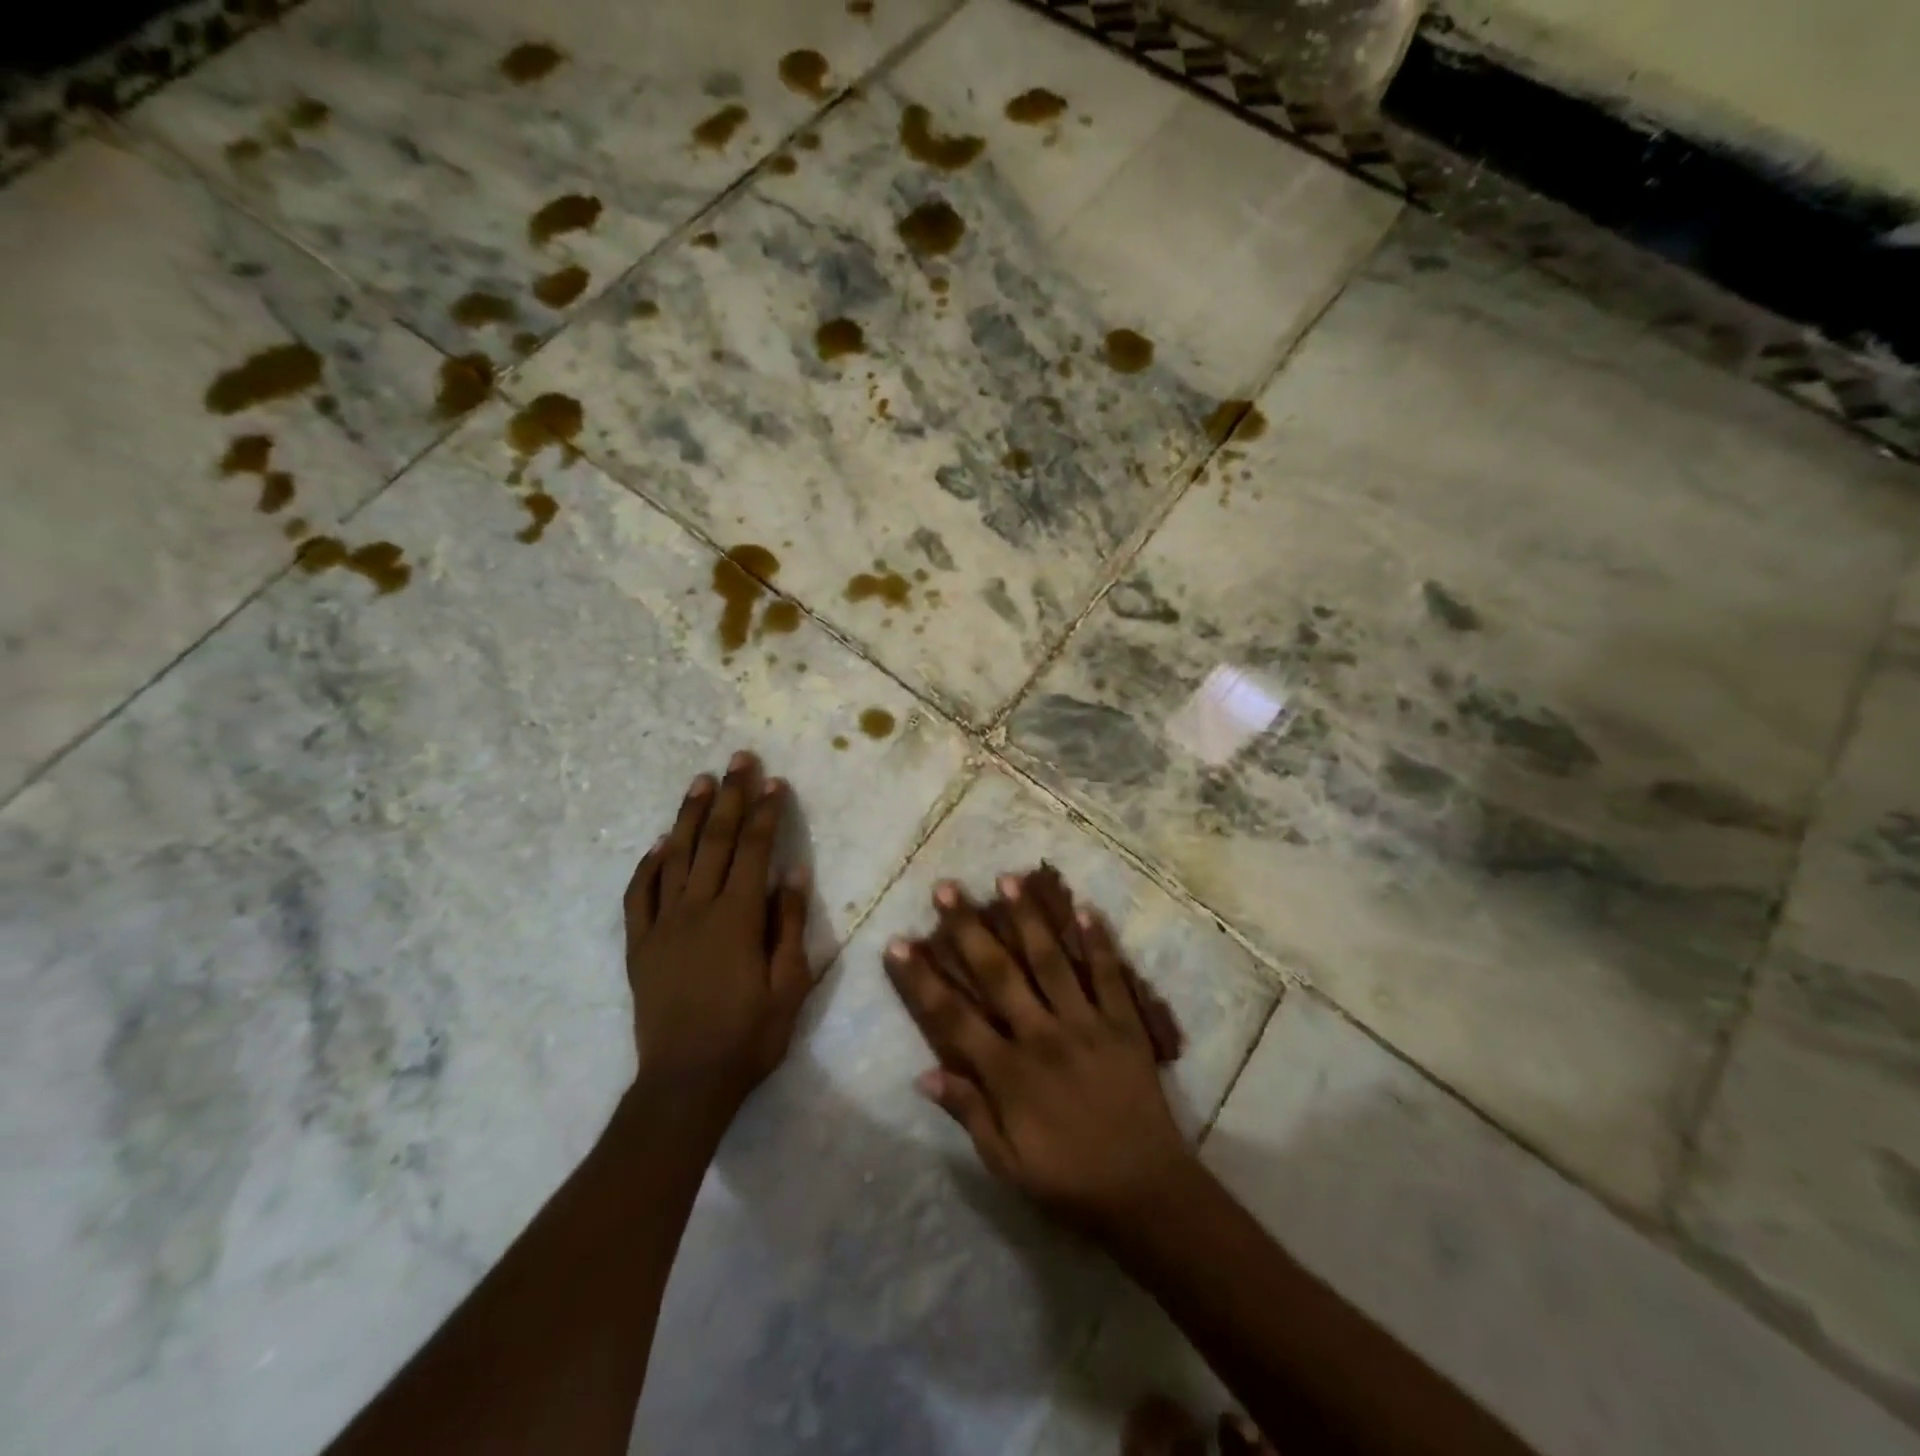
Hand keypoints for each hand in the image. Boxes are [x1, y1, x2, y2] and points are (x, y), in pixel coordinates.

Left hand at [624, 752, 812, 1123]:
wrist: (685, 1084)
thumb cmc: (749, 1036)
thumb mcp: (790, 984)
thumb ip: (789, 924)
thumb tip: (792, 871)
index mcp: (737, 917)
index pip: (754, 850)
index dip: (766, 812)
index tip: (774, 781)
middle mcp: (697, 909)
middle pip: (715, 840)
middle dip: (730, 796)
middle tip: (738, 760)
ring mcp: (662, 925)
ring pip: (675, 857)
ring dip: (689, 816)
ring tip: (700, 782)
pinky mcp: (640, 946)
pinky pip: (638, 895)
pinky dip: (647, 865)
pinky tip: (656, 845)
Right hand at [885, 873, 1195, 1230]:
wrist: (1145, 1192)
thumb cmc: (1068, 1180)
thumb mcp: (1006, 1163)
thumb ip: (968, 1113)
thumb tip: (924, 1073)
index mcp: (1009, 1073)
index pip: (953, 1016)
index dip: (922, 979)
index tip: (899, 943)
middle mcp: (1042, 1036)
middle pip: (998, 973)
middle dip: (968, 928)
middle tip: (947, 888)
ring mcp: (1086, 1024)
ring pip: (1051, 961)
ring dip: (1028, 919)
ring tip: (1007, 880)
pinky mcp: (1124, 1024)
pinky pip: (1109, 975)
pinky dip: (1098, 941)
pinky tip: (1083, 907)